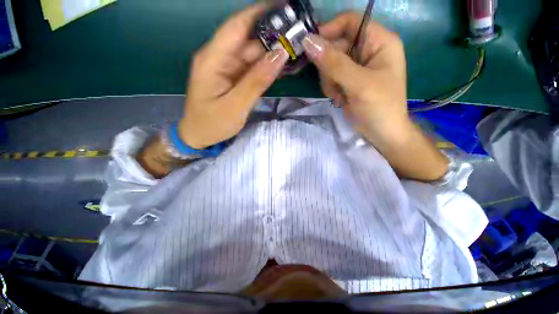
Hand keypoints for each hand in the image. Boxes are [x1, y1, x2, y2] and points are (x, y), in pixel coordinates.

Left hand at [179, 5, 288, 148]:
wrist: (200, 136)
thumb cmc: (212, 123)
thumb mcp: (236, 106)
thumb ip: (257, 81)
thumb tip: (280, 55)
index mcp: (213, 59)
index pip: (237, 26)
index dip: (260, 13)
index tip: (284, 7)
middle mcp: (219, 58)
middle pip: (248, 39)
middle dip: (273, 35)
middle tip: (299, 34)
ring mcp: (227, 68)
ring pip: (252, 54)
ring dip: (272, 51)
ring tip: (296, 49)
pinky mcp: (233, 78)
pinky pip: (252, 68)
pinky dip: (267, 66)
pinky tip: (282, 66)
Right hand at [302, 12, 409, 145]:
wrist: (381, 132)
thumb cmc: (379, 107)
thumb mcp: (358, 84)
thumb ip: (334, 63)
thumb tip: (308, 42)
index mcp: (379, 42)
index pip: (351, 22)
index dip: (330, 30)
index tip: (311, 47)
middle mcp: (367, 50)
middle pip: (336, 45)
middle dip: (328, 66)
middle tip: (332, 84)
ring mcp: (356, 66)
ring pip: (330, 63)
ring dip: (329, 80)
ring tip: (338, 95)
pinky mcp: (348, 80)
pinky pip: (330, 76)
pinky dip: (330, 87)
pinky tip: (338, 99)